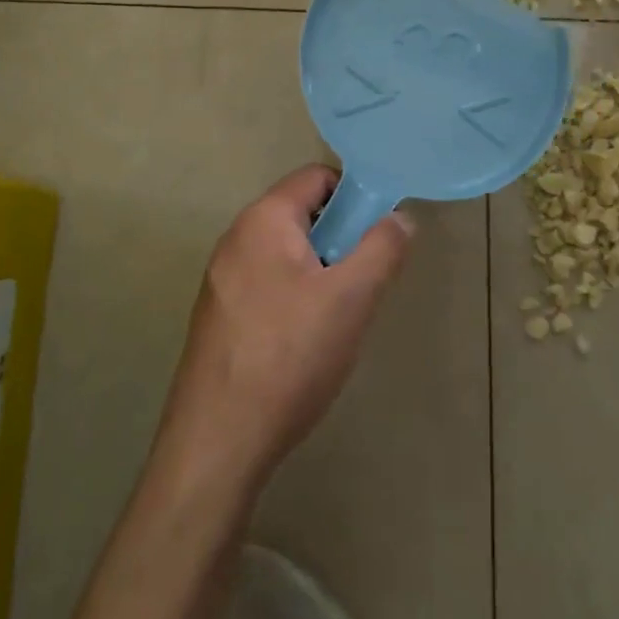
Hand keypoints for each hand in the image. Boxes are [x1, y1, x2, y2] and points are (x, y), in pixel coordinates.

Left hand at [152, 166, 411, 492]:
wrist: (218, 441)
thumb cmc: (290, 356)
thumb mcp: (352, 298)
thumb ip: (382, 248)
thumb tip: (400, 216)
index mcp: (264, 219)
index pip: (316, 177)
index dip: (355, 195)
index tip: (378, 233)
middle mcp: (236, 237)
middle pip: (302, 214)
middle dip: (339, 239)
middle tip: (363, 281)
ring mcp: (222, 277)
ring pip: (287, 253)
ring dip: (320, 271)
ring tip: (339, 318)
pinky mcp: (218, 314)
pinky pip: (267, 283)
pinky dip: (294, 296)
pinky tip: (305, 343)